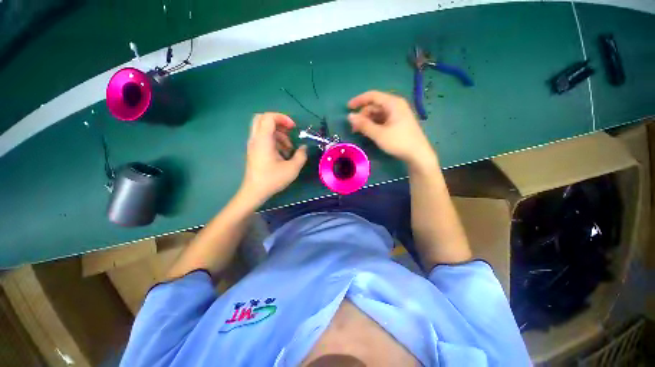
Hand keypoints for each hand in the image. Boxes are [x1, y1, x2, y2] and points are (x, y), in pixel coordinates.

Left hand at [241, 113, 306, 203]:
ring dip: (277, 133)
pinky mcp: (253, 151)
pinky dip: (273, 140)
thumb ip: (301, 156)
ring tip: (288, 147)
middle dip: (277, 122)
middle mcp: (255, 139)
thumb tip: (304, 148)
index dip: (282, 118)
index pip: (268, 117)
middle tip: (289, 131)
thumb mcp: (292, 168)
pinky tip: (282, 152)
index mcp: (263, 140)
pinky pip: (262, 138)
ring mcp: (253, 145)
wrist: (255, 191)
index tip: (293, 128)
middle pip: (262, 118)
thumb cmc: (273, 179)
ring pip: (262, 128)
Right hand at [347, 91, 438, 169]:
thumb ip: (363, 125)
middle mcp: (396, 105)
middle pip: (375, 105)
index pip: (372, 96)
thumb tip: (349, 116)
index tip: (347, 107)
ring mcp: (398, 114)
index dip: (358, 100)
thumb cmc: (398, 142)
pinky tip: (369, 132)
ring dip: (367, 121)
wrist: (418, 154)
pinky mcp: (398, 122)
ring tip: (360, 132)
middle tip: (354, 127)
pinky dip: (374, 124)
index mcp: (393, 103)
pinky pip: (383, 119)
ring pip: (378, 113)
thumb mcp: (379, 134)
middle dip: (362, 115)